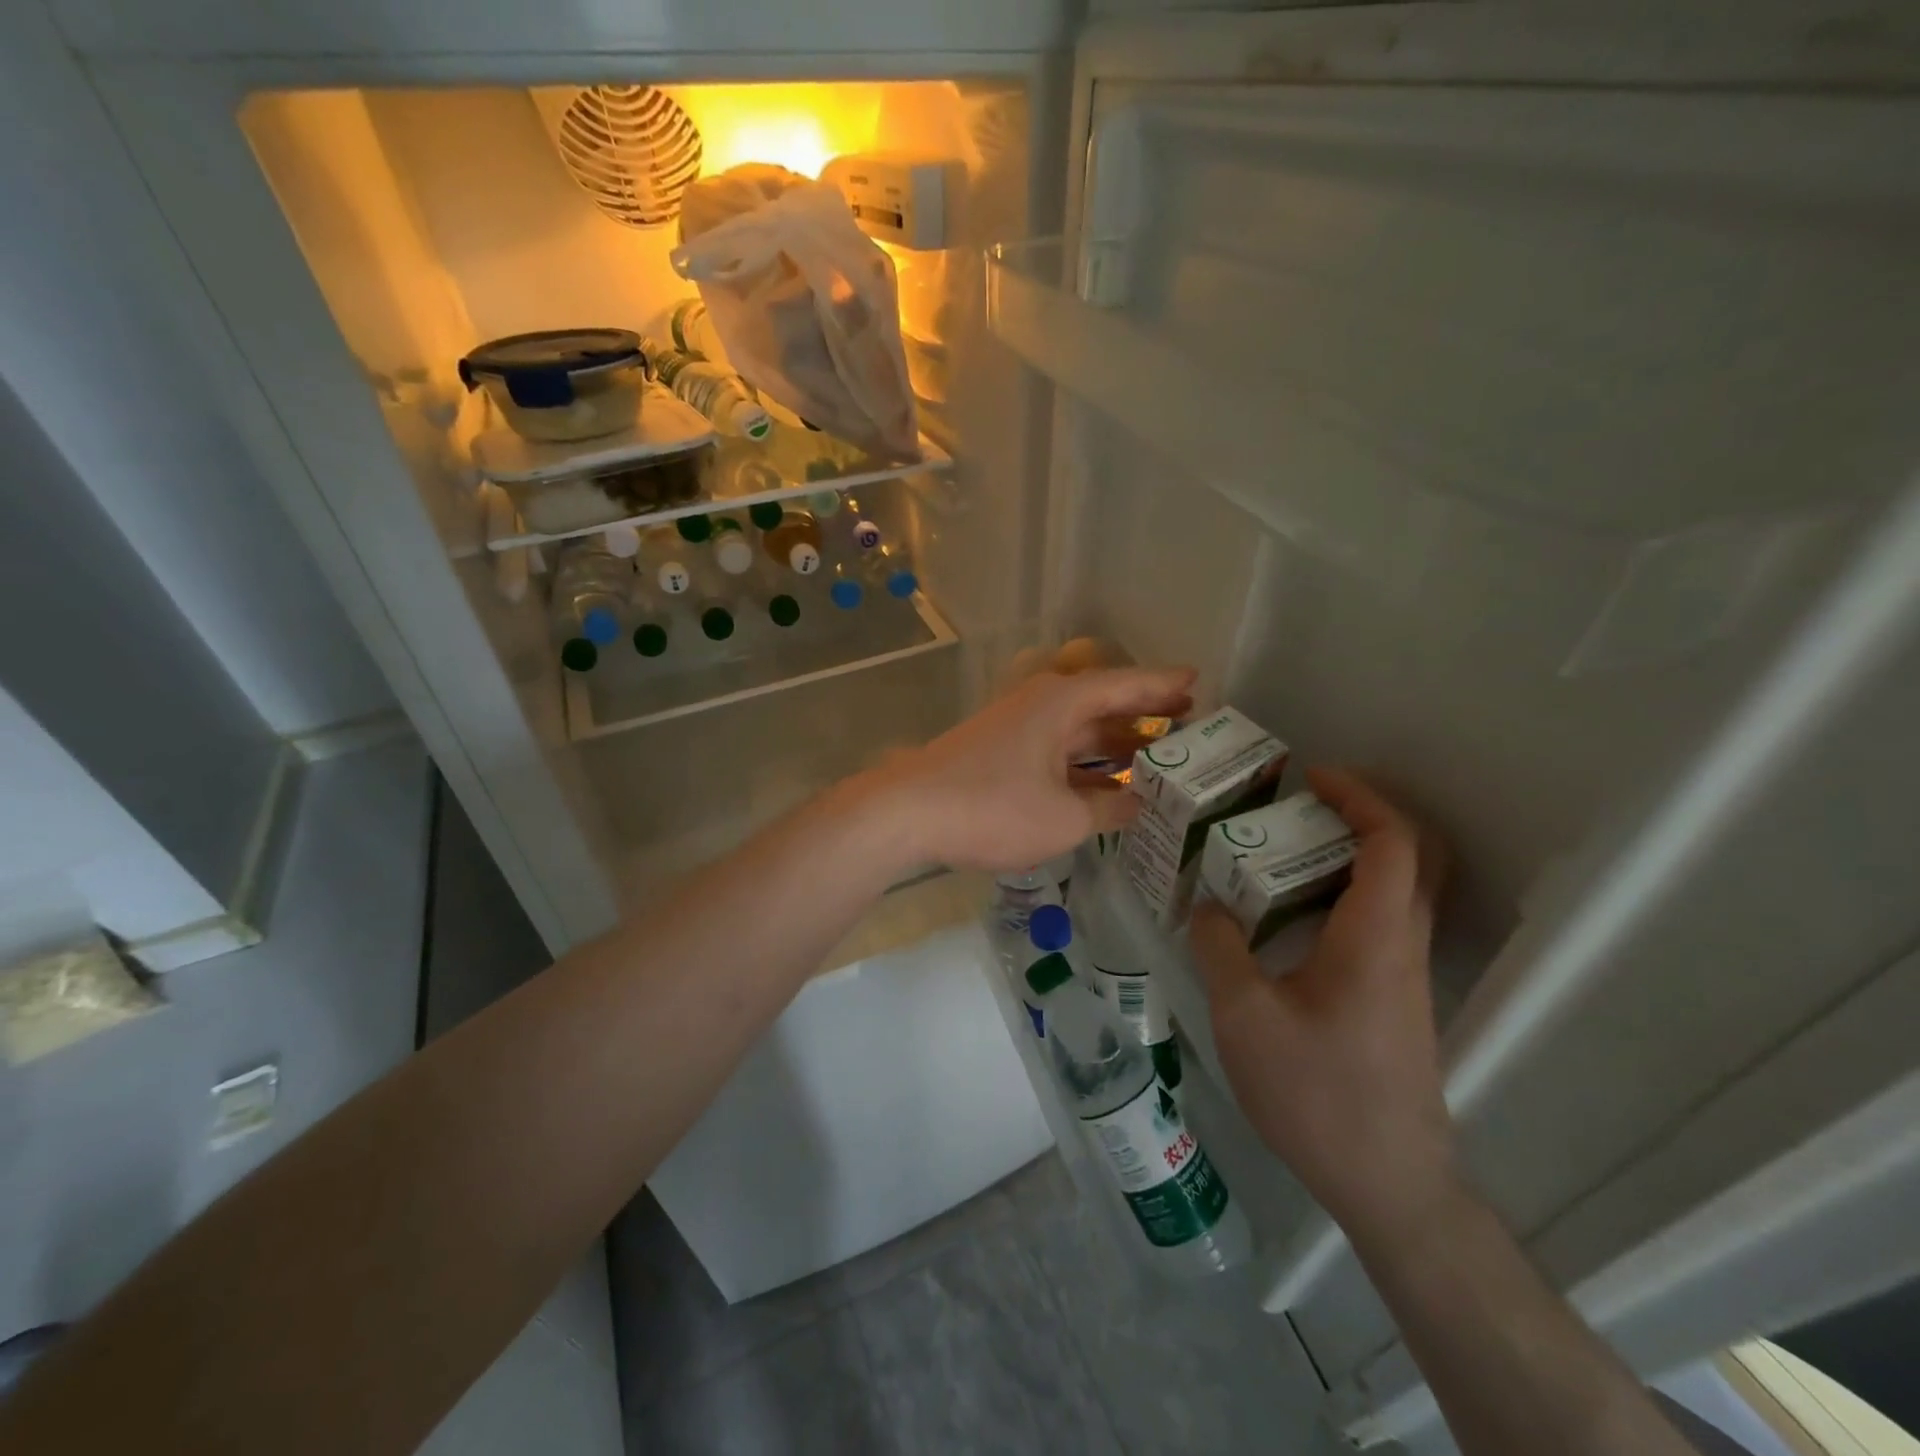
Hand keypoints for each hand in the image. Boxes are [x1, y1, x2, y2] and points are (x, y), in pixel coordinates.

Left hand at [868, 667, 1194, 872]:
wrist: (907, 813)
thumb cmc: (992, 807)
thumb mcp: (1064, 818)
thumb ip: (1108, 810)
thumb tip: (1136, 804)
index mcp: (1061, 703)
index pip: (1125, 686)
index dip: (1163, 685)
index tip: (1197, 681)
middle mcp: (1040, 705)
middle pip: (1102, 703)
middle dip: (1143, 713)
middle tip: (1187, 720)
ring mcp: (1015, 728)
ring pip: (1077, 729)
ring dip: (1113, 742)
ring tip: (1155, 754)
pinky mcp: (998, 752)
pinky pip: (1055, 749)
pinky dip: (1083, 763)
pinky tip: (1101, 784)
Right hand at [1189, 767, 1453, 1234]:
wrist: (1387, 1184)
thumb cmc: (1315, 1093)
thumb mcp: (1244, 1016)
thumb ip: (1220, 948)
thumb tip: (1208, 906)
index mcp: (1374, 938)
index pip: (1392, 841)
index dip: (1359, 796)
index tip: (1312, 777)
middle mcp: (1402, 946)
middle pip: (1414, 855)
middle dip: (1367, 812)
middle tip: (1305, 804)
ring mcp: (1405, 976)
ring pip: (1401, 889)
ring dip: (1356, 852)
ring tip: (1287, 848)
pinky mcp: (1396, 1001)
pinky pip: (1383, 921)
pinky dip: (1348, 892)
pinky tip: (1293, 914)